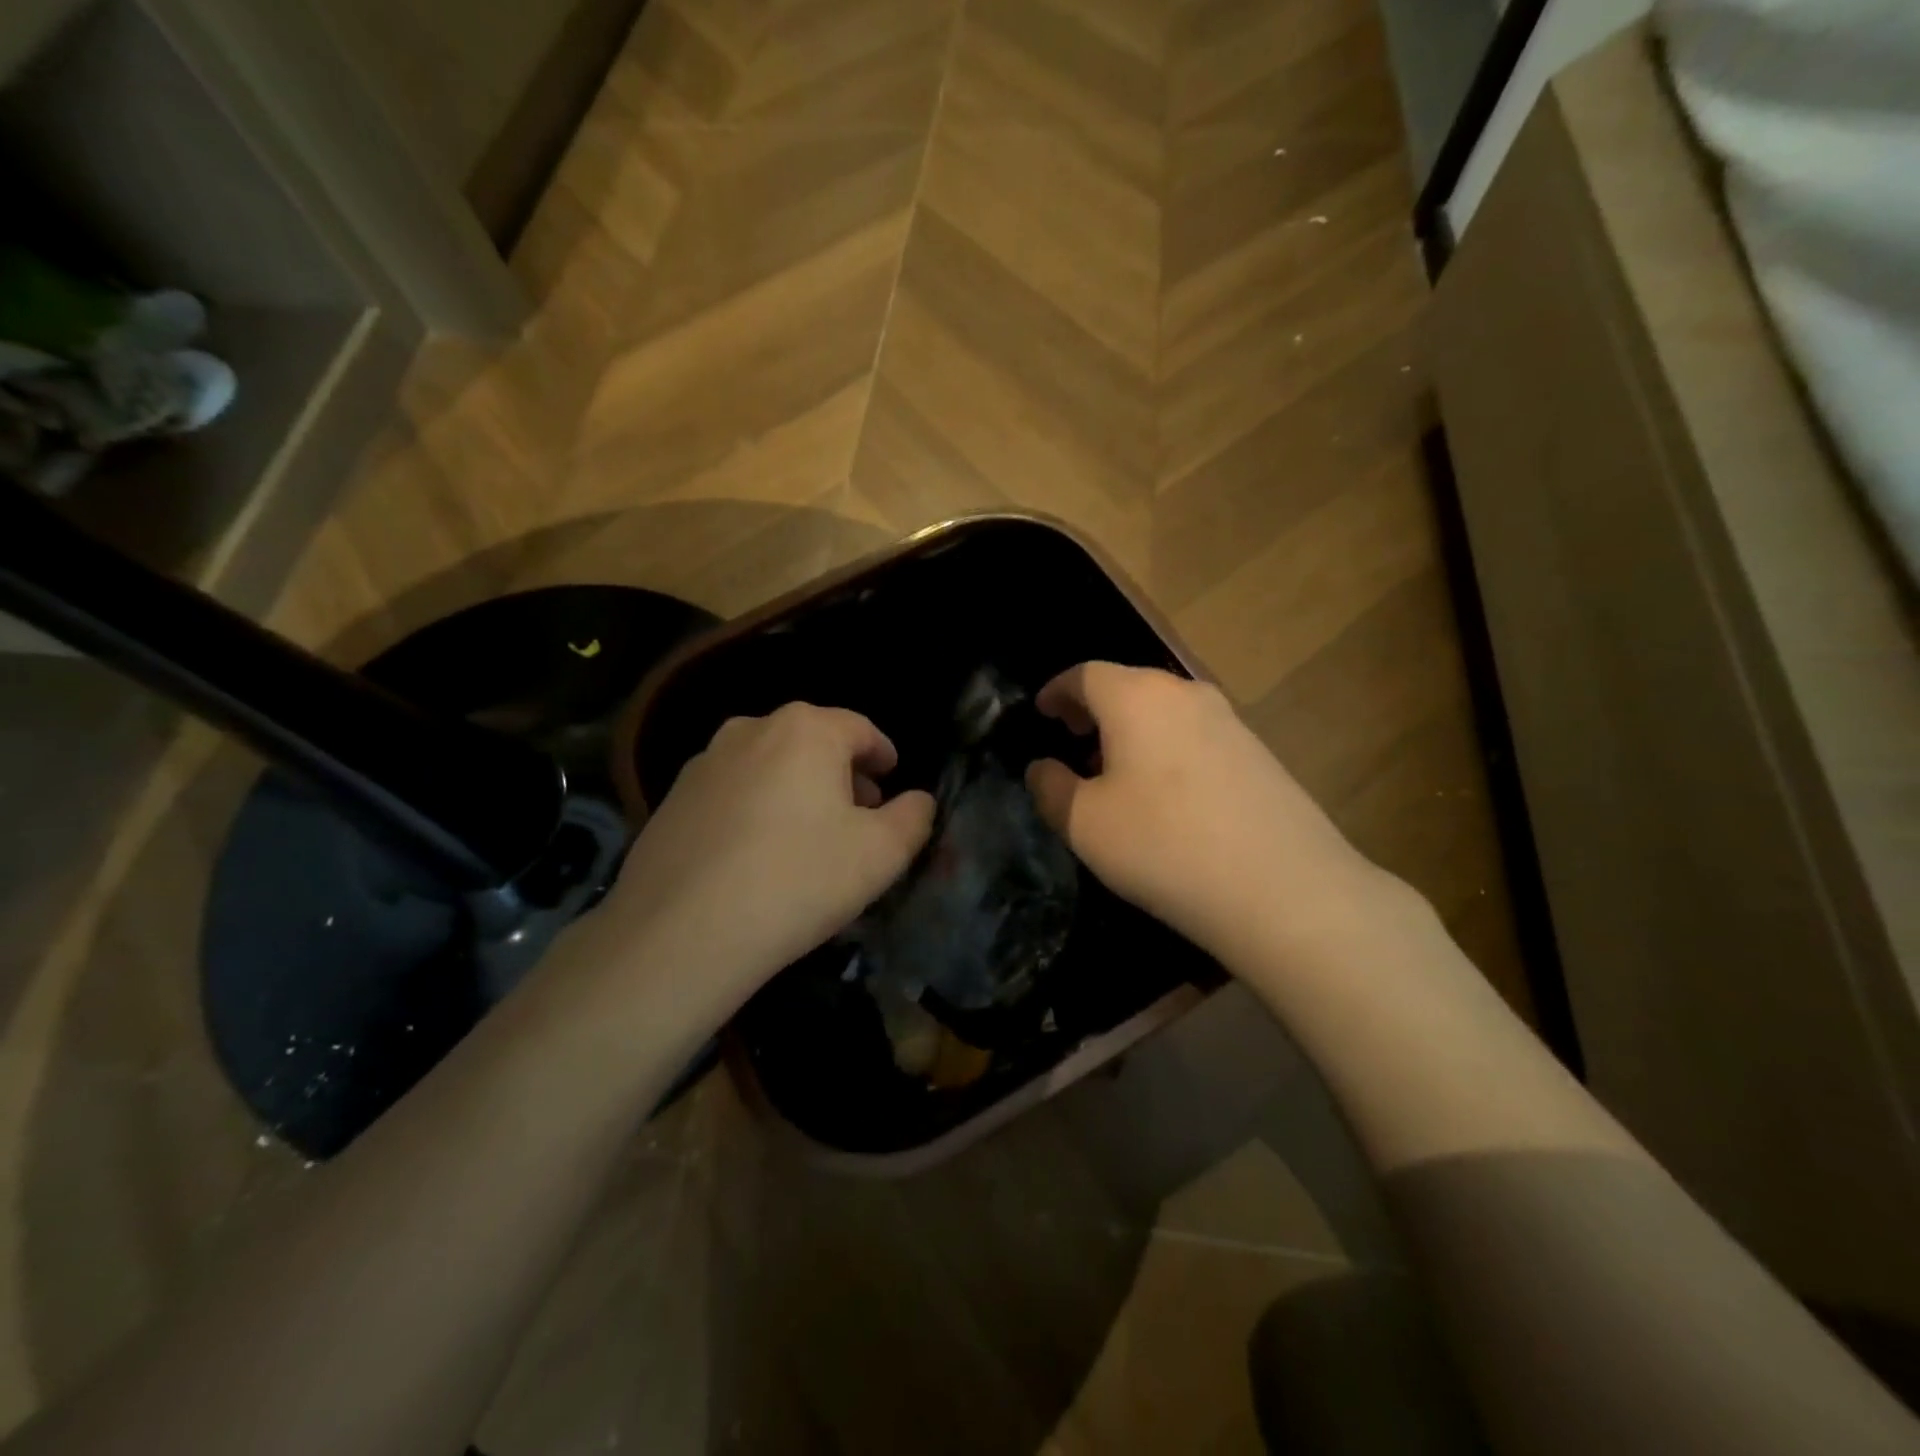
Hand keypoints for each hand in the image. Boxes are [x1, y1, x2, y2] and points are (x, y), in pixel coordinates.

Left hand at [595, 704, 934, 1017]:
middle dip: (841, 774)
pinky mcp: (672, 799)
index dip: (883, 755)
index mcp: (806, 730)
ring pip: (769, 765)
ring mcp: (704, 763)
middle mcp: (751, 729)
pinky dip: (756, 809)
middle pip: (812, 743)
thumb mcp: (881, 854)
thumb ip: (914, 818)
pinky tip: (758, 856)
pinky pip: (733, 793)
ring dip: (797, 790)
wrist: (682, 933)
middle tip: (858, 816)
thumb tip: (918, 800)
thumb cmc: (799, 880)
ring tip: (808, 838)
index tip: (893, 780)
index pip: (861, 729)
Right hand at [1025, 663, 1392, 966]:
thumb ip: (1050, 788)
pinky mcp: (1258, 753)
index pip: (1084, 674)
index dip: (1056, 691)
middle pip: (1127, 686)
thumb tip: (1042, 768)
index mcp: (1137, 697)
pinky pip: (1195, 735)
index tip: (1041, 712)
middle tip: (1072, 740)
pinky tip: (1165, 793)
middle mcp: (1185, 693)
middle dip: (1093, 709)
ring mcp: (1229, 720)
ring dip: (1131, 730)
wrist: (1283, 889)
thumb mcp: (1084, 823)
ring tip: (1115, 771)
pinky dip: (1166, 748)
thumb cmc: (1163, 845)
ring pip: (1163, 711)